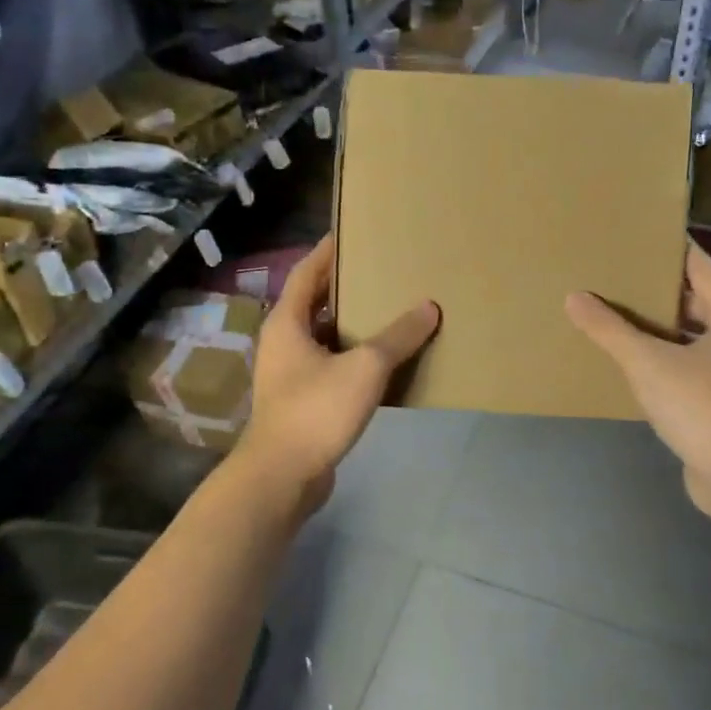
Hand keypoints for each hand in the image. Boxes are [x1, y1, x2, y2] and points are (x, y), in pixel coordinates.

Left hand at [239, 235, 439, 511]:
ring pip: (321, 339)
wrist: (282, 475)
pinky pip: (327, 367)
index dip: (326, 252)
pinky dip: (350, 358)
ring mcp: (287, 375)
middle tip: (377, 272)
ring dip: (349, 325)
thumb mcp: (365, 368)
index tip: (350, 234)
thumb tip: (429, 307)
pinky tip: (380, 363)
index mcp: (286, 323)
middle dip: (342, 288)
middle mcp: (281, 343)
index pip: (305, 274)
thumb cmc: (316, 410)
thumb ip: (398, 337)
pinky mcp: (299, 402)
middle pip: (312, 304)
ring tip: (385, 312)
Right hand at [565, 241, 710, 519]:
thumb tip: (575, 297)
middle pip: (693, 301)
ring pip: (685, 338)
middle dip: (655, 288)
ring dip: (653, 328)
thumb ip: (610, 330)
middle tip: (613, 274)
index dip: (671, 247)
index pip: (700, 265)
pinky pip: (681, 369)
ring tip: (609, 313)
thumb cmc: (703, 406)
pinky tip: (624, 363)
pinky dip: (657, 361)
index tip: (637, 234)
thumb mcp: (649, 362)